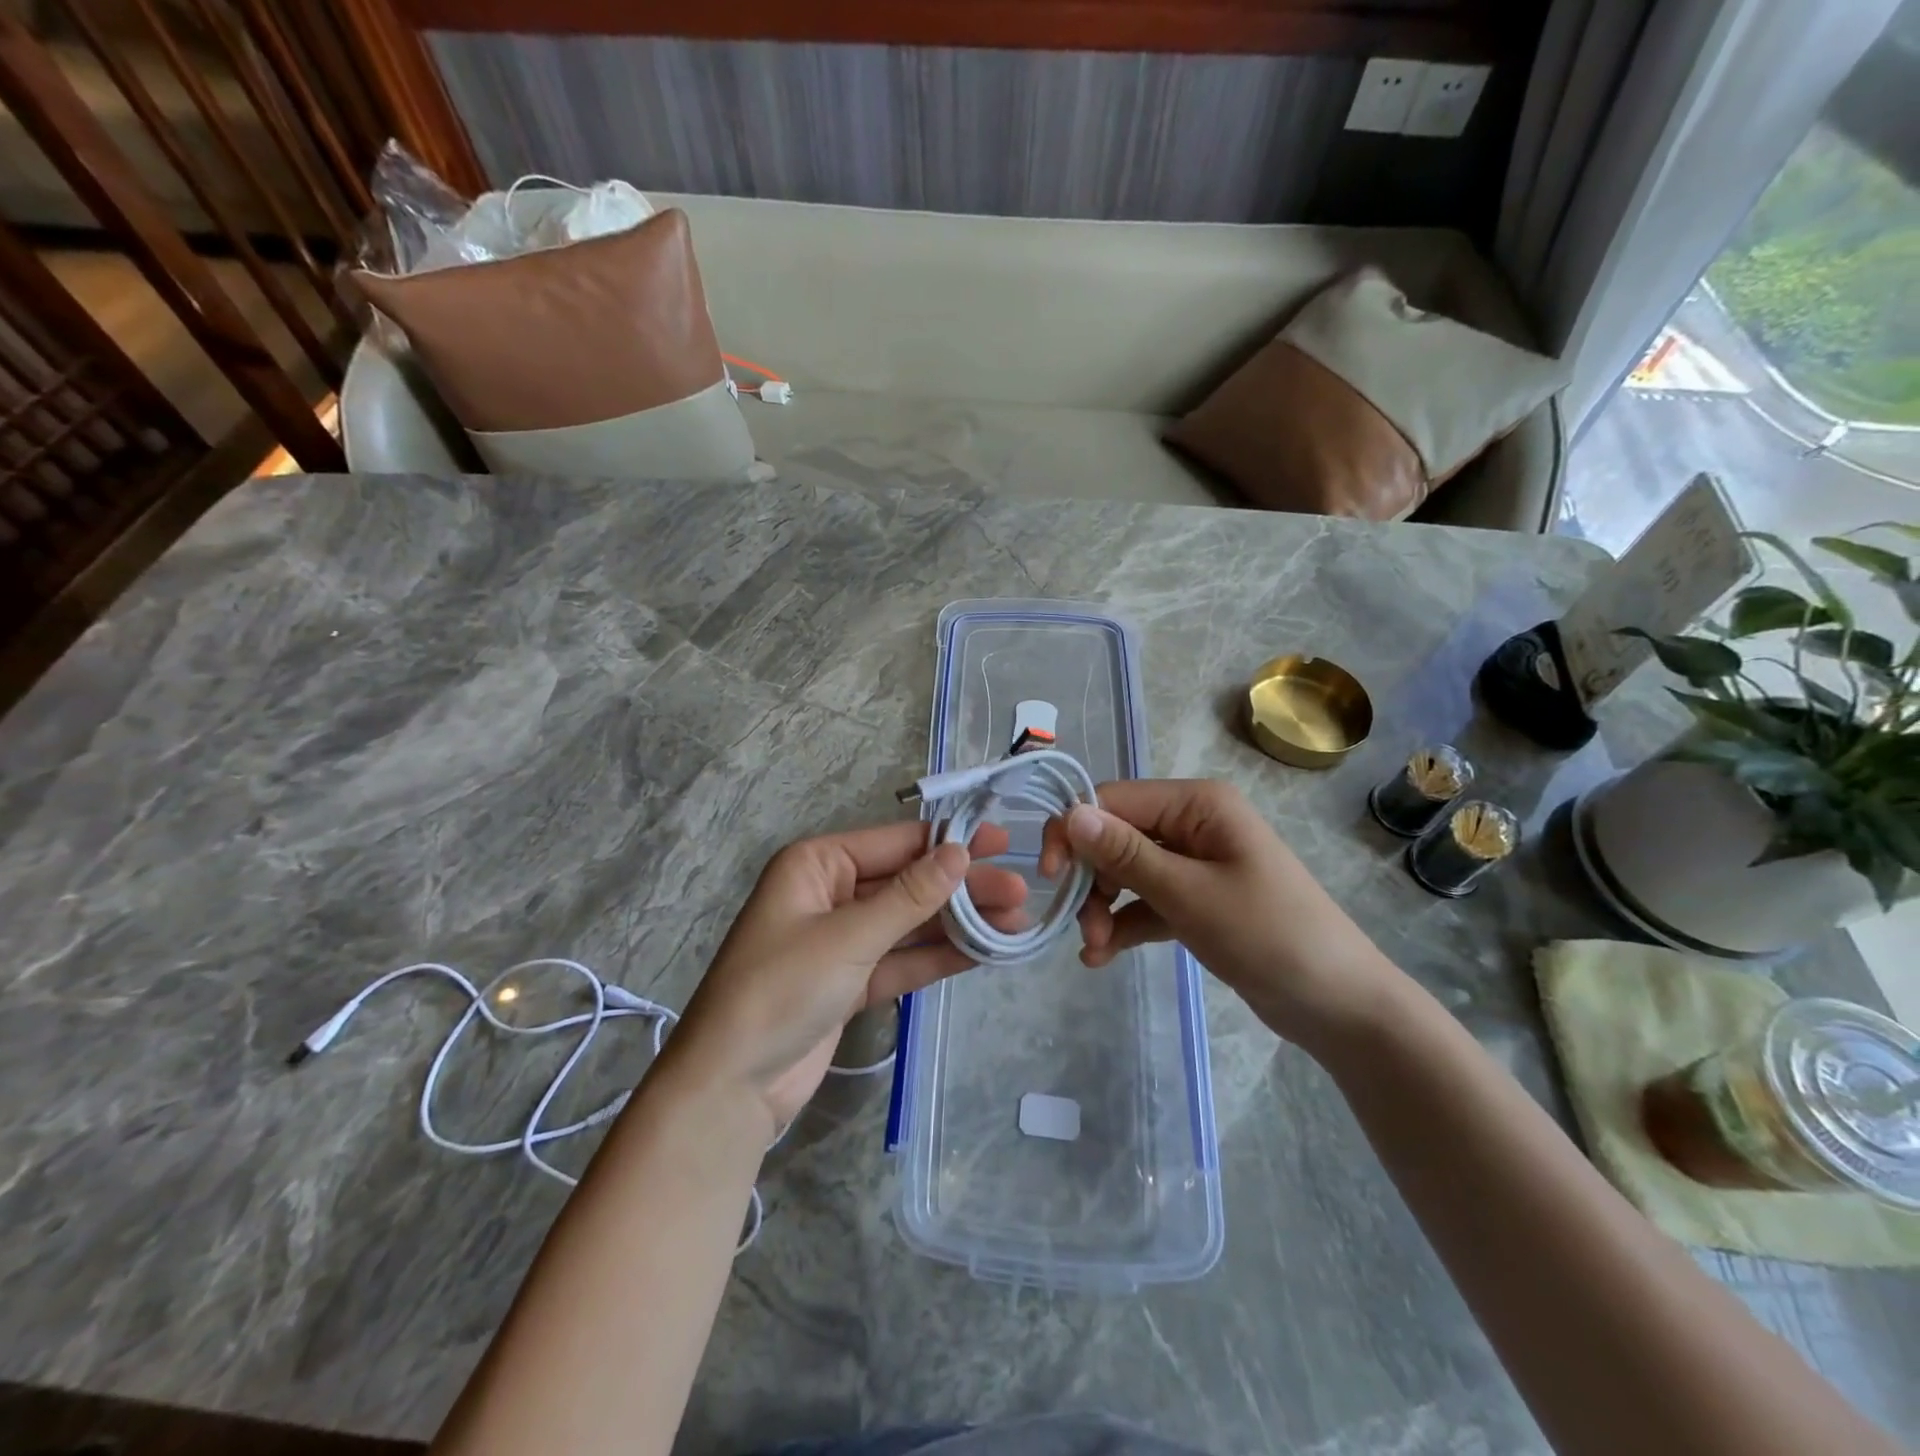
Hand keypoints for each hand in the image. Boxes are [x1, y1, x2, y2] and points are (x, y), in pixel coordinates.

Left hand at [663, 822, 1027, 1128]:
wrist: (731, 1087)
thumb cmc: (781, 990)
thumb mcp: (849, 937)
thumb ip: (910, 896)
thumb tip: (959, 851)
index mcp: (817, 865)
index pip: (895, 843)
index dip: (949, 840)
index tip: (1001, 840)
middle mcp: (830, 893)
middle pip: (908, 883)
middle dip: (962, 889)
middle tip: (1019, 892)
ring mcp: (842, 940)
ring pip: (910, 924)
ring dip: (958, 924)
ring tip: (1015, 923)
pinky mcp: (851, 982)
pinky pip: (902, 959)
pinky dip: (938, 957)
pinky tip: (983, 952)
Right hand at [1040, 779, 1402, 1048]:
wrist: (1339, 1005)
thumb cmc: (1268, 936)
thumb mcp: (1189, 895)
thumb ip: (1125, 854)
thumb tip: (1070, 813)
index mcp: (1196, 804)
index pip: (1113, 800)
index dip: (1074, 831)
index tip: (1049, 876)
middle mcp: (1192, 823)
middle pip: (1115, 836)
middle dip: (1091, 880)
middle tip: (1080, 926)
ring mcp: (1195, 862)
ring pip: (1125, 871)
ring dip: (1102, 906)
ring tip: (1095, 948)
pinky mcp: (1196, 899)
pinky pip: (1145, 900)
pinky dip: (1123, 923)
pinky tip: (1102, 955)